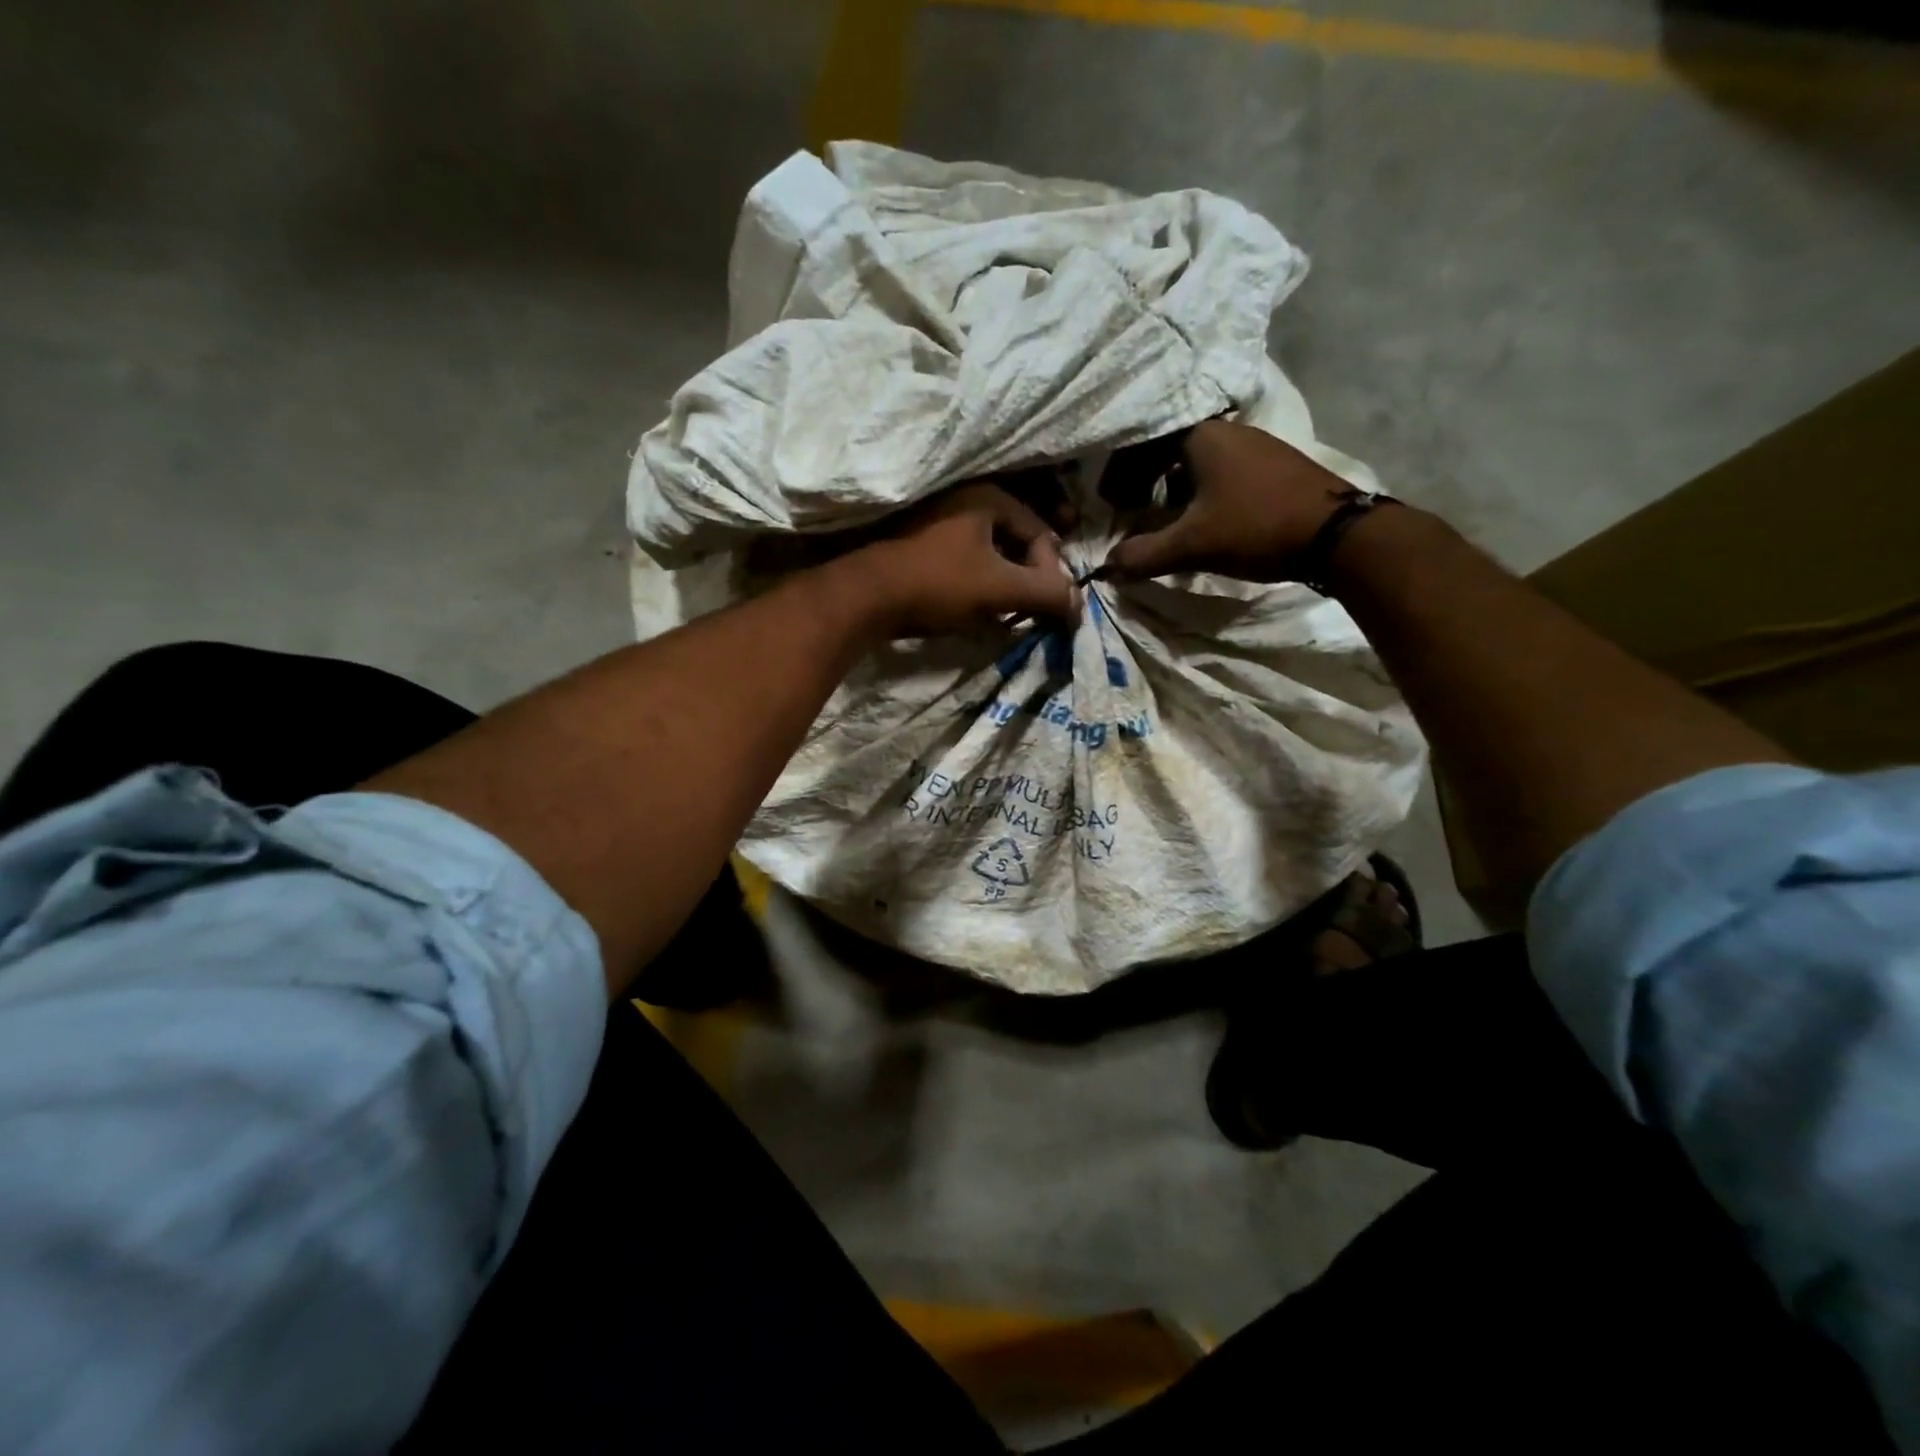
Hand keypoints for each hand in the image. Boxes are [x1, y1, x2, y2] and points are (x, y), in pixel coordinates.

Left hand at [849, 482, 1080, 638]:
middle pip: (1015, 540)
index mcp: (987, 496)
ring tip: (1003, 613)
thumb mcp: (1000, 589)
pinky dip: (977, 582)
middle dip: (1027, 576)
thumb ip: (1046, 593)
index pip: (1040, 532)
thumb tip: (1079, 605)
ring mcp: (937, 518)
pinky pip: (964, 560)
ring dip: (1003, 583)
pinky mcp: (919, 543)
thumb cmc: (938, 585)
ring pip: (989, 552)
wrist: (865, 598)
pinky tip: (974, 608)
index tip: (1047, 607)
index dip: (1050, 572)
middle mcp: (963, 497)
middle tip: (1029, 608)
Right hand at [1099, 421, 1358, 582]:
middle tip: (1131, 508)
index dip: (1120, 472)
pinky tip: (1205, 522)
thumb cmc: (1256, 527)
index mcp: (1201, 436)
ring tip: (1164, 519)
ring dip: (1172, 488)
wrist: (1338, 534)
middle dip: (1143, 479)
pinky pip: (1221, 472)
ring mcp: (1255, 446)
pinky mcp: (1274, 466)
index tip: (1111, 503)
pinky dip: (1199, 492)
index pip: (1144, 441)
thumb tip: (1106, 567)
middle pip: (1169, 448)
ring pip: (1196, 461)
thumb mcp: (1192, 545)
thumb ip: (1143, 555)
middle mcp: (1227, 431)